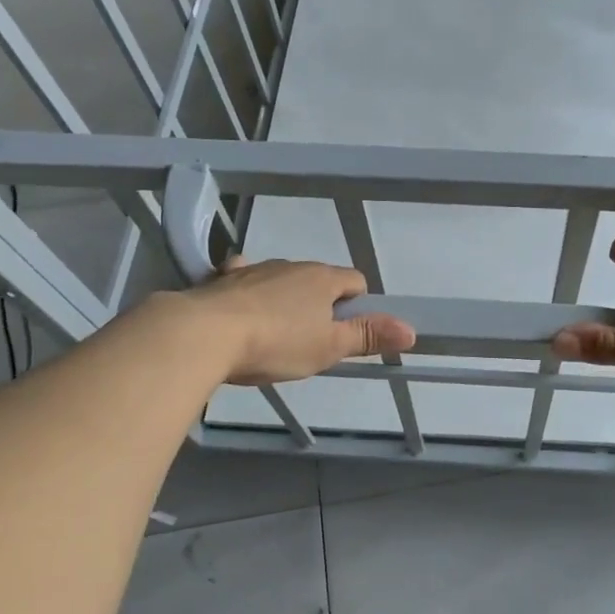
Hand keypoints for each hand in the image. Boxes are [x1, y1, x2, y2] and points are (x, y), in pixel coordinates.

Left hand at [180, 258, 415, 385]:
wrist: (202, 334)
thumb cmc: (276, 342)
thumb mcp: (328, 347)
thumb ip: (368, 337)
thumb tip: (412, 329)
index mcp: (322, 278)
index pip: (355, 281)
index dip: (357, 305)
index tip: (347, 332)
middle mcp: (291, 266)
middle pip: (317, 280)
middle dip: (320, 305)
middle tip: (311, 341)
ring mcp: (253, 269)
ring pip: (280, 280)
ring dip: (284, 299)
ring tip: (273, 334)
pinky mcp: (221, 280)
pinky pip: (241, 279)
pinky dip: (246, 291)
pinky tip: (239, 311)